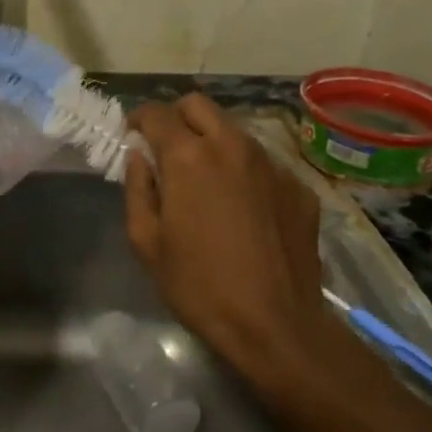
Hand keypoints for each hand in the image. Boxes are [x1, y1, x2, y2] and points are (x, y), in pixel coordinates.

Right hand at [123, 95, 333, 377]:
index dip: (139, 119)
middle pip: (198, 105)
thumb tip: (139, 156)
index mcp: (188, 157)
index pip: (157, 112)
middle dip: (176, 117)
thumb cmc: (199, 286)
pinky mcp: (298, 186)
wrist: (277, 326)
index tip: (133, 136)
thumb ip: (137, 187)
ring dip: (212, 141)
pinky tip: (243, 208)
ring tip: (206, 179)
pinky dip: (244, 171)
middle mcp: (232, 146)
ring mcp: (271, 163)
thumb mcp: (147, 242)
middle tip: (168, 149)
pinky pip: (263, 162)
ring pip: (233, 130)